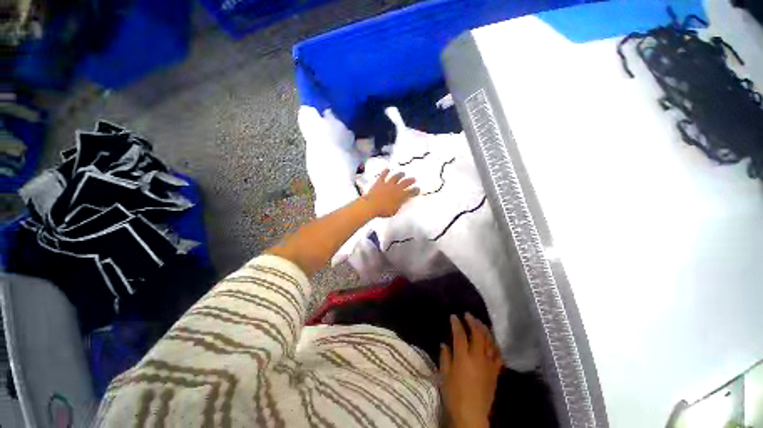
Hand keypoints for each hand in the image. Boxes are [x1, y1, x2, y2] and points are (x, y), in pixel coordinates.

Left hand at [363, 169, 418, 217]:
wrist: (372, 205)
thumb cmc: (383, 211)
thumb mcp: (394, 211)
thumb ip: (399, 205)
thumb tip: (402, 203)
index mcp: (401, 196)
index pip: (411, 192)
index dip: (415, 190)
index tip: (418, 189)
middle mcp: (396, 188)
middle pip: (405, 182)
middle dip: (410, 180)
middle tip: (413, 179)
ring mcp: (388, 184)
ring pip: (396, 177)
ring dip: (400, 174)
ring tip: (403, 173)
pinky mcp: (380, 182)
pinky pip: (383, 175)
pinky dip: (385, 172)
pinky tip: (387, 169)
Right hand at [440, 313, 502, 427]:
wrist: (472, 415)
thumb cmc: (455, 395)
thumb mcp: (445, 376)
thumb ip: (445, 357)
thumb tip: (444, 343)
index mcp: (463, 358)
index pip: (460, 335)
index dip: (456, 323)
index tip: (453, 316)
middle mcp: (477, 357)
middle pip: (477, 334)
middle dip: (472, 322)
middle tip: (468, 314)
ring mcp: (488, 364)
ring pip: (489, 342)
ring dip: (484, 329)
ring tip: (480, 322)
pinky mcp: (495, 372)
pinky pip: (498, 355)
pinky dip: (495, 345)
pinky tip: (492, 340)